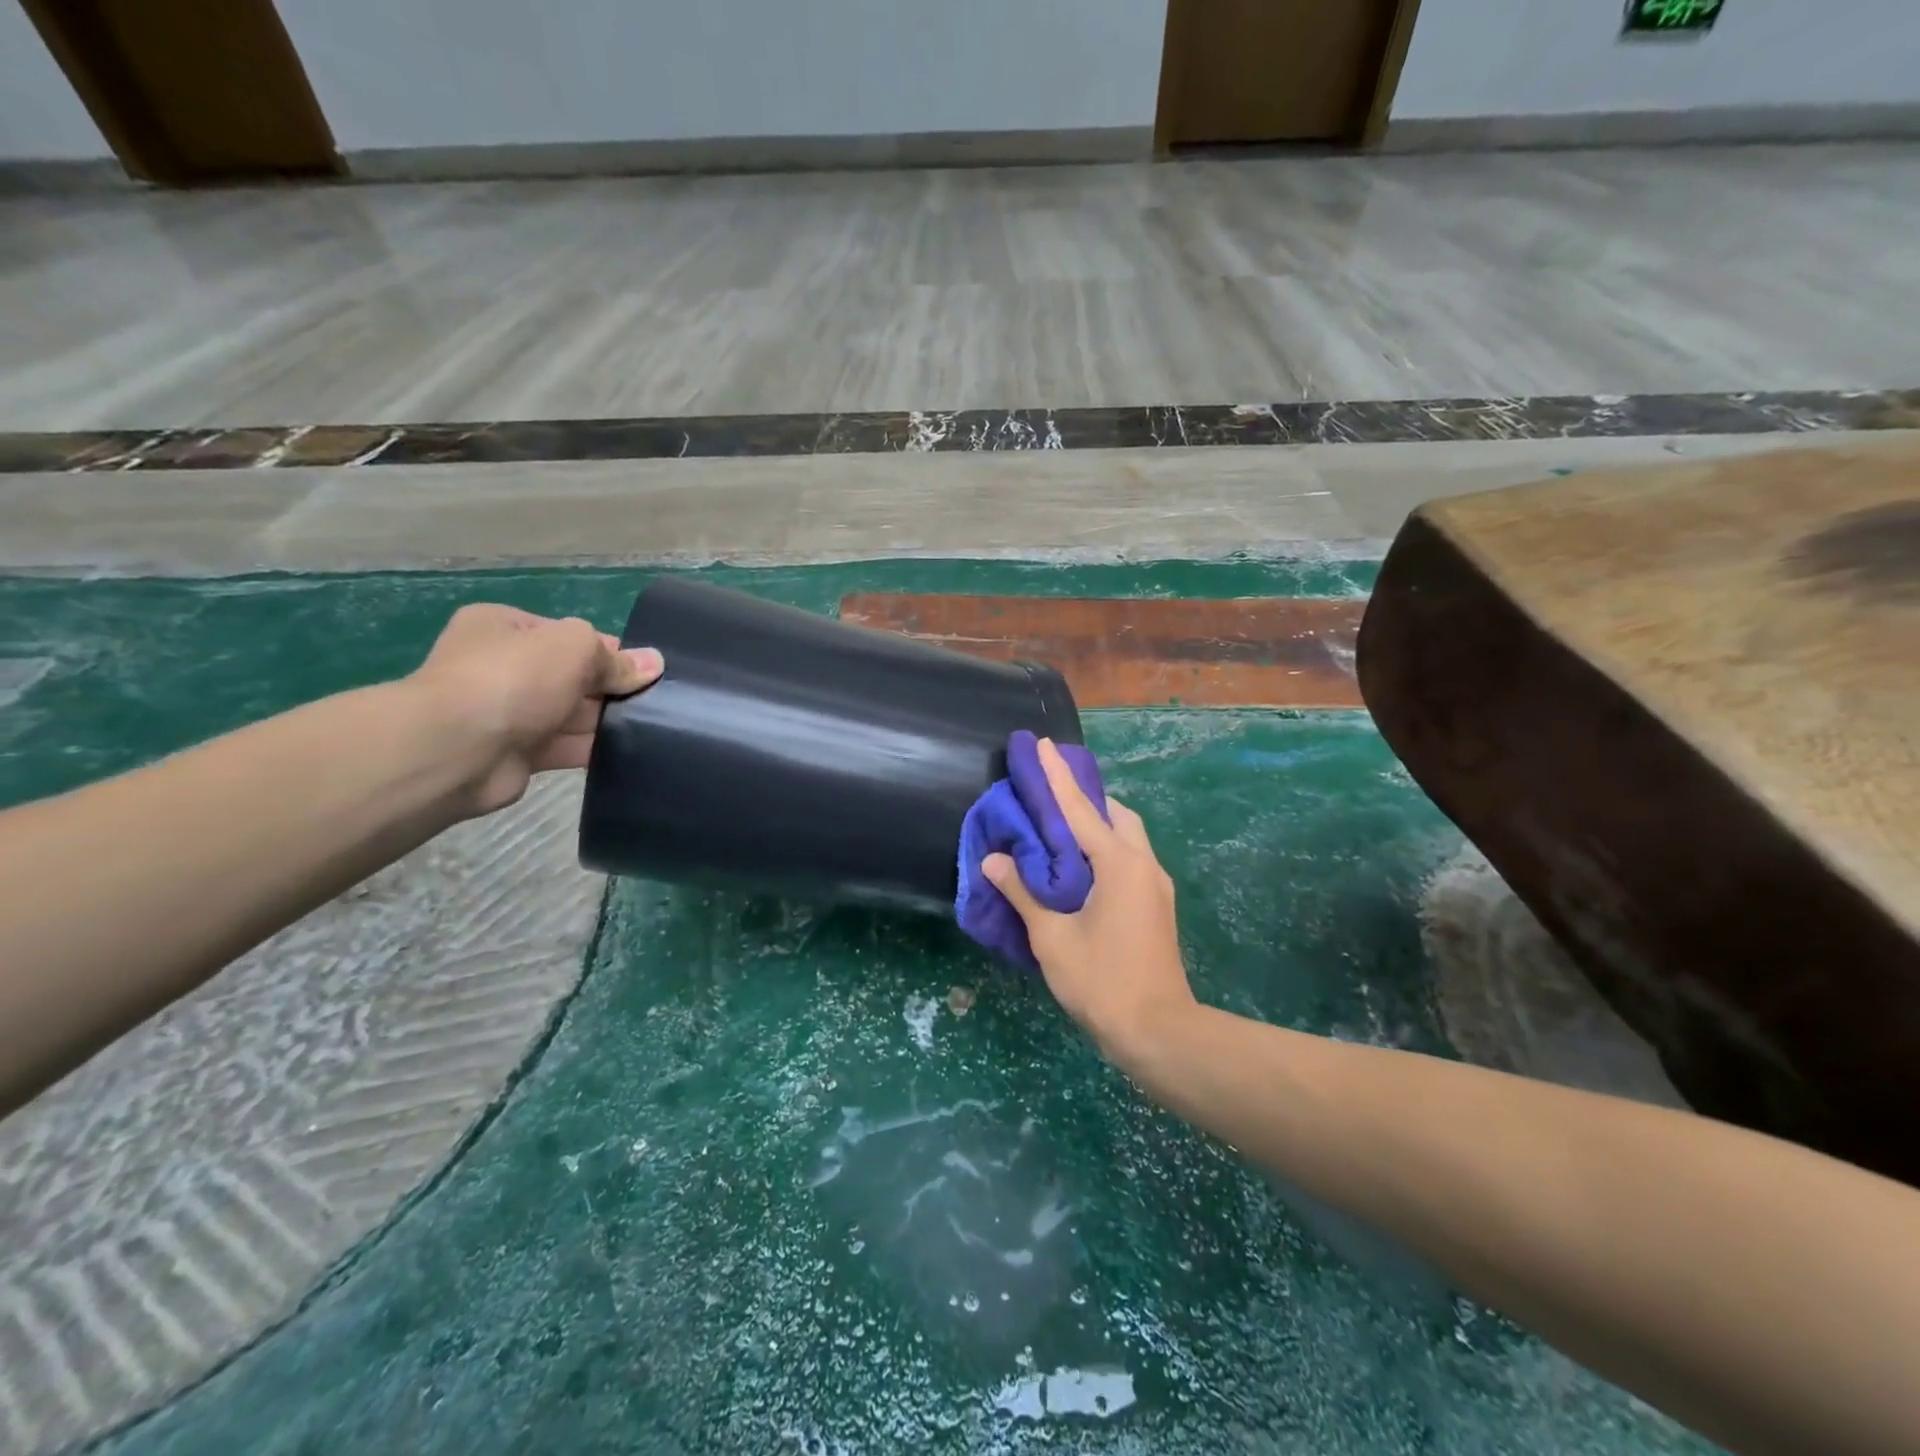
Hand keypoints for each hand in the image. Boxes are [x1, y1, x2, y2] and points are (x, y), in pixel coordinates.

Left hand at [408, 604, 662, 816]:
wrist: (457, 749)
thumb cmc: (515, 679)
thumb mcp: (575, 648)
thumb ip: (615, 658)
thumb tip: (654, 663)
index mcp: (504, 628)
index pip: (568, 635)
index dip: (609, 650)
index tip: (644, 670)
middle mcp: (502, 667)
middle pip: (572, 676)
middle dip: (610, 688)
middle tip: (656, 701)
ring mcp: (507, 713)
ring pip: (572, 715)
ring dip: (606, 721)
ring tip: (653, 728)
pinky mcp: (517, 754)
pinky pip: (566, 748)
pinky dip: (594, 750)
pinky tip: (631, 752)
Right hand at [982, 738, 1195, 1062]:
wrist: (1159, 1032)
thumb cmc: (1102, 982)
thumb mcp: (1052, 938)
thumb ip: (1023, 893)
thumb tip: (995, 859)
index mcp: (1118, 864)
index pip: (1080, 809)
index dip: (1056, 775)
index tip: (1043, 744)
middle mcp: (1143, 864)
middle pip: (1114, 814)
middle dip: (1084, 797)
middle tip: (1050, 795)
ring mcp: (1156, 885)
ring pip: (1127, 836)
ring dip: (1098, 824)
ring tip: (1061, 830)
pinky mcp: (1157, 904)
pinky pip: (1130, 858)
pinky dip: (1105, 848)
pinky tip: (1081, 867)